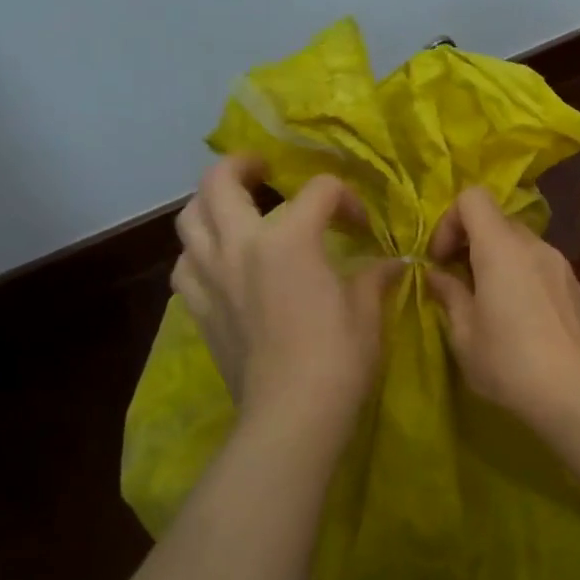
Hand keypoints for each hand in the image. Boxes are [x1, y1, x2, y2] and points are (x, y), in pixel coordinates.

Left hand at [173, 156, 401, 441]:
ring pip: (189, 219)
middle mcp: (241, 245)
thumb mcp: (367, 309)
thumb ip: (375, 276)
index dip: (345, 200)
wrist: (292, 415)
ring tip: (232, 209)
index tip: (361, 227)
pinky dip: (199, 254)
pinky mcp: (199, 308)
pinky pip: (185, 266)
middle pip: (220, 181)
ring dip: (210, 205)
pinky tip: (219, 263)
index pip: (318, 191)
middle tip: (262, 168)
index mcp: (289, 238)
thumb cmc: (339, 357)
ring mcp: (212, 276)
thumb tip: (393, 263)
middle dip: (242, 165)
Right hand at [425, 186, 579, 427]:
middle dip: (469, 241)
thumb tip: (437, 274)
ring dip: (494, 258)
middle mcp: (533, 244)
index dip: (449, 221)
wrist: (575, 394)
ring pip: (518, 242)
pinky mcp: (573, 284)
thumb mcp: (464, 334)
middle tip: (457, 282)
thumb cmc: (509, 363)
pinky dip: (518, 272)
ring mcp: (558, 262)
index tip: (441, 260)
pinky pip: (537, 262)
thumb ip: (449, 294)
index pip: (473, 197)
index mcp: (501, 248)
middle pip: (496, 219)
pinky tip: (515, 314)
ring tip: (485, 300)